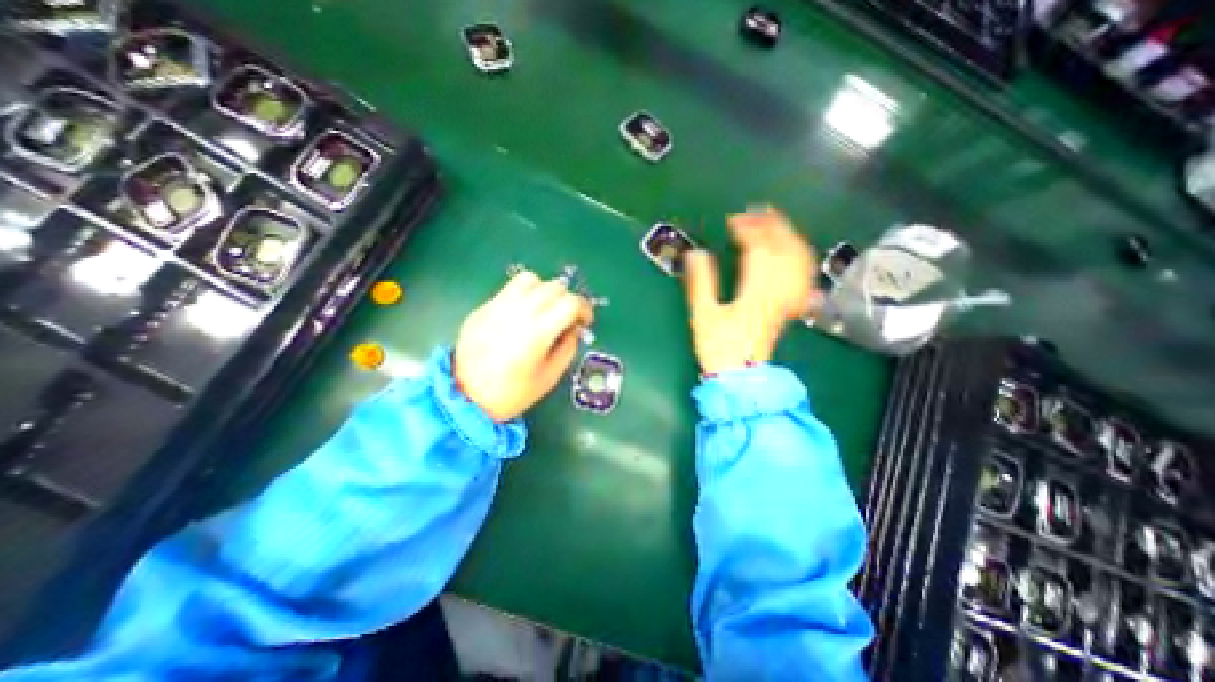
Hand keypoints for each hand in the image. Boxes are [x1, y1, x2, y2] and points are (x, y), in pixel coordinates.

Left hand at [449, 270, 592, 420]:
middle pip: (553, 287)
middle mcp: (518, 312)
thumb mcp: (549, 377)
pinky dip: (524, 296)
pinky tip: (521, 315)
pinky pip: (509, 290)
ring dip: (544, 291)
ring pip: (529, 280)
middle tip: (567, 318)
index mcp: (537, 332)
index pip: (570, 302)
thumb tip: (573, 329)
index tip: (584, 321)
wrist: (464, 398)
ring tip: (544, 309)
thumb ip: (567, 348)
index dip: (584, 308)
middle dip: (567, 300)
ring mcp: (497, 307)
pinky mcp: (482, 308)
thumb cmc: (511, 393)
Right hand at [681, 209, 820, 377]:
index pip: (759, 251)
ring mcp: (786, 299)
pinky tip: (794, 251)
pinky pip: (803, 277)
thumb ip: (700, 284)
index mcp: (754, 293)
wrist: (741, 375)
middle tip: (757, 213)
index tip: (733, 221)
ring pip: (797, 260)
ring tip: (775, 223)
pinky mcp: (788, 306)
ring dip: (788, 237)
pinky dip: (800, 258)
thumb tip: (696, 254)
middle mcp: (776, 292)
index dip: (748, 230)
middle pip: (784, 250)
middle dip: (772, 226)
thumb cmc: (719, 347)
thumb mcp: (703, 316)